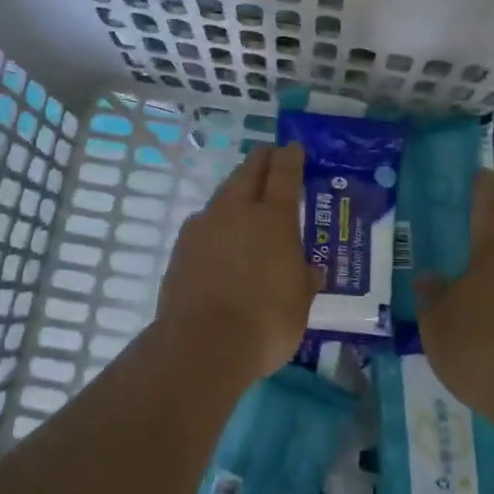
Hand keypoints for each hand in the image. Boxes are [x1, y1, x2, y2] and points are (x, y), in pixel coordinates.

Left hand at [155, 143, 319, 388]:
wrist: (201, 345)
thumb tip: (311, 270)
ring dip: (236, 189)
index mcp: (273, 218)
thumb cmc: (265, 322)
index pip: (284, 173)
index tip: (292, 147)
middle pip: (248, 172)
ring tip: (243, 197)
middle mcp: (237, 210)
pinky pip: (204, 222)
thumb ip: (304, 280)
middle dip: (260, 161)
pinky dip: (216, 221)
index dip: (290, 157)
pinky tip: (219, 236)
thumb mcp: (300, 304)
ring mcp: (204, 225)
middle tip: (268, 156)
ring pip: (223, 194)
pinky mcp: (182, 246)